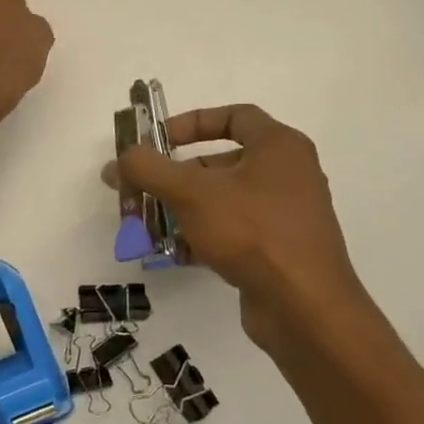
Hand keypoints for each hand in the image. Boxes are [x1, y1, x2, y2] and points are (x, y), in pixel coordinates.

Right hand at [108, 104, 374, 352]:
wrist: (304, 308)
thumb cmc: (251, 232)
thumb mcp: (191, 193)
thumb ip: (149, 169)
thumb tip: (119, 160)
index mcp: (279, 147)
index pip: (234, 116)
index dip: (191, 122)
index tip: (157, 140)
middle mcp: (287, 174)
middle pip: (220, 162)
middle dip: (174, 176)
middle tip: (139, 189)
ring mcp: (284, 215)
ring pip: (221, 200)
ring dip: (181, 209)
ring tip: (146, 224)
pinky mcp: (277, 249)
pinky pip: (231, 231)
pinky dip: (201, 236)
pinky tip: (172, 252)